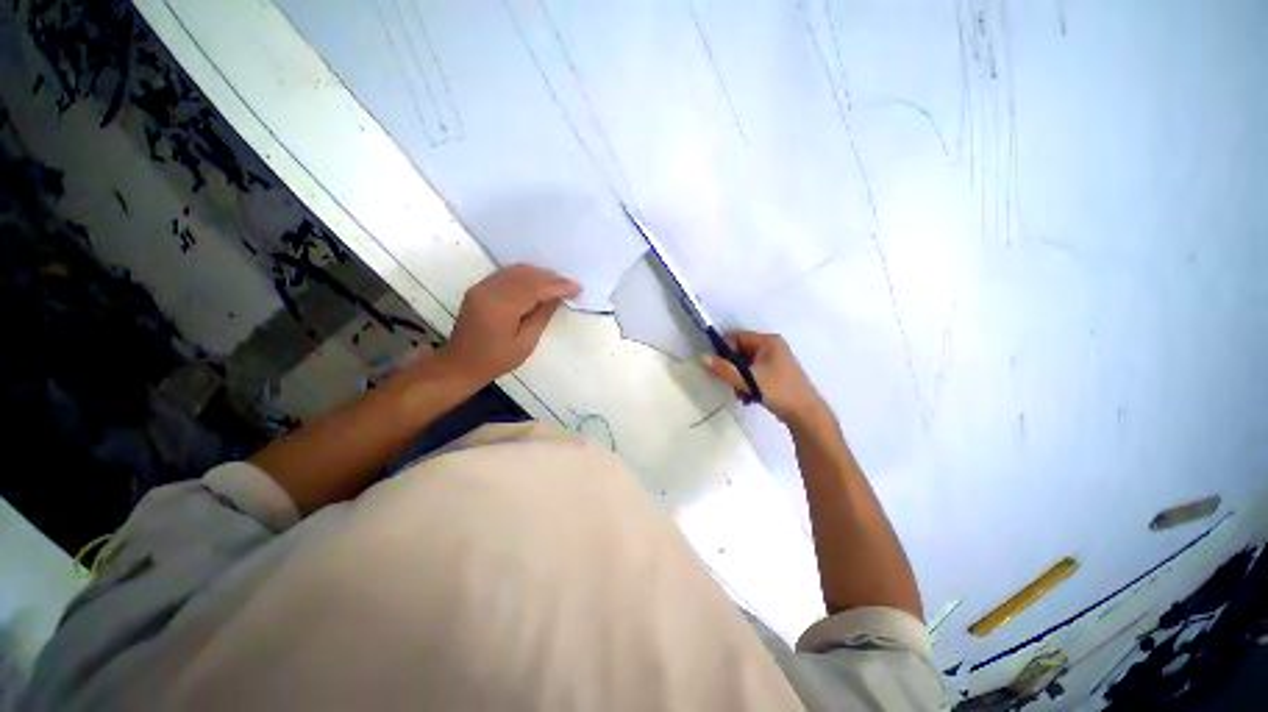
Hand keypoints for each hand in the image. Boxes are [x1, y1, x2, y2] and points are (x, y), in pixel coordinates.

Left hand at [438, 264, 579, 384]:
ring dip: (540, 274)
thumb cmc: (495, 360)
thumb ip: (541, 316)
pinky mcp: (480, 288)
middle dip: (551, 278)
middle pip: (526, 275)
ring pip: (516, 271)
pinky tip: (539, 282)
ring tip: (559, 283)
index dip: (558, 286)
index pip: (535, 288)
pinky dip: (526, 275)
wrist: (460, 364)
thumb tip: (557, 297)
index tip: (578, 288)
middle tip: (572, 285)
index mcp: (500, 307)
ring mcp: (482, 287)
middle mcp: (489, 290)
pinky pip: (507, 274)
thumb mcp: (525, 344)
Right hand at [703, 331, 830, 426]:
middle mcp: (772, 346)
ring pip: (745, 365)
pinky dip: (747, 384)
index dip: (724, 351)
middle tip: (729, 384)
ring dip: (738, 379)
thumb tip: (702, 358)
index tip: (716, 367)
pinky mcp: (775, 374)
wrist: (805, 415)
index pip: (737, 338)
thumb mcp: (748, 380)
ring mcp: (775, 360)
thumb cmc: (778, 391)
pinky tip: (747, 397)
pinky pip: (753, 373)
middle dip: (732, 369)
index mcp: (768, 341)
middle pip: (740, 352)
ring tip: (740, 394)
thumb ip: (724, 369)